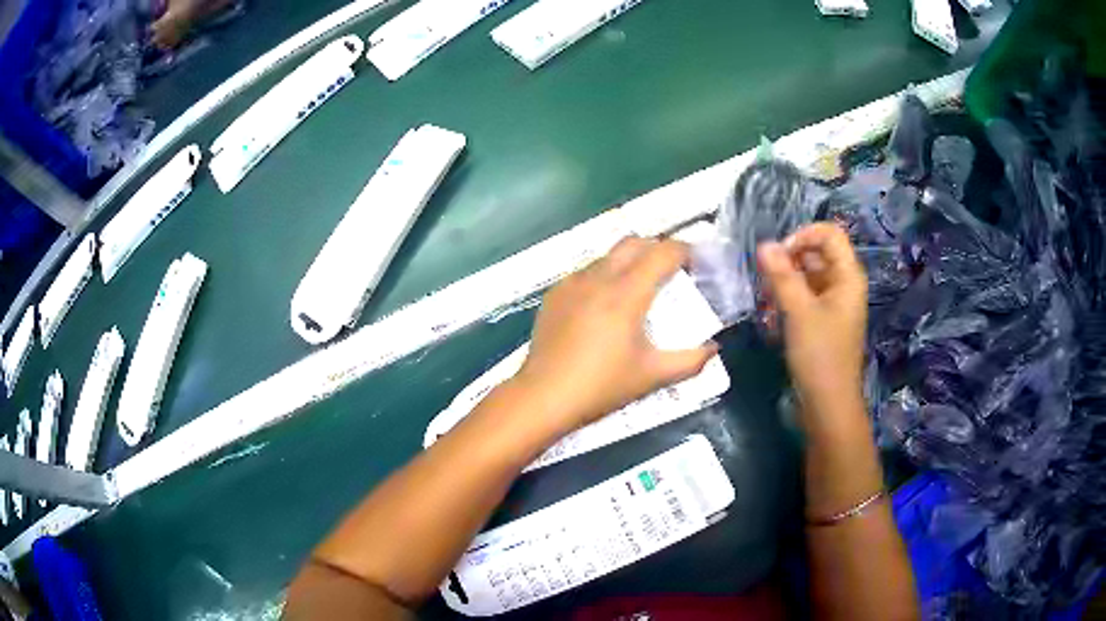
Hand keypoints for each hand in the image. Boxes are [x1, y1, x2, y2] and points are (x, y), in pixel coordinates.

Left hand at [511, 236, 718, 436]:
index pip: (662, 253)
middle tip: (671, 271)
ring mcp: (572, 283)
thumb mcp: (652, 376)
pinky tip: (604, 304)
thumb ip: (690, 361)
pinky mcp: (555, 294)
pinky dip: (604, 275)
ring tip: (639, 287)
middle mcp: (598, 278)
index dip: (685, 251)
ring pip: (608, 255)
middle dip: (657, 248)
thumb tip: (714, 348)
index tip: (697, 262)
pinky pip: (586, 271)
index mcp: (626, 293)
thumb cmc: (601, 387)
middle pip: (634, 242)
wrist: (543, 397)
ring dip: (629, 260)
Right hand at [757, 224, 867, 413]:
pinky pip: (805, 297)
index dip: (803, 236)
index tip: (778, 255)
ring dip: (785, 281)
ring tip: (766, 299)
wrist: (828, 405)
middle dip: (789, 260)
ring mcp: (834, 304)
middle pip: (817, 253)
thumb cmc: (820, 355)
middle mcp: (843, 284)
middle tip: (766, 279)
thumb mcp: (799, 312)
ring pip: (808, 276)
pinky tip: (772, 314)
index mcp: (848, 276)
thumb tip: (764, 244)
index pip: (829, 234)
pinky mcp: (823, 321)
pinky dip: (788, 299)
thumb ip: (782, 276)